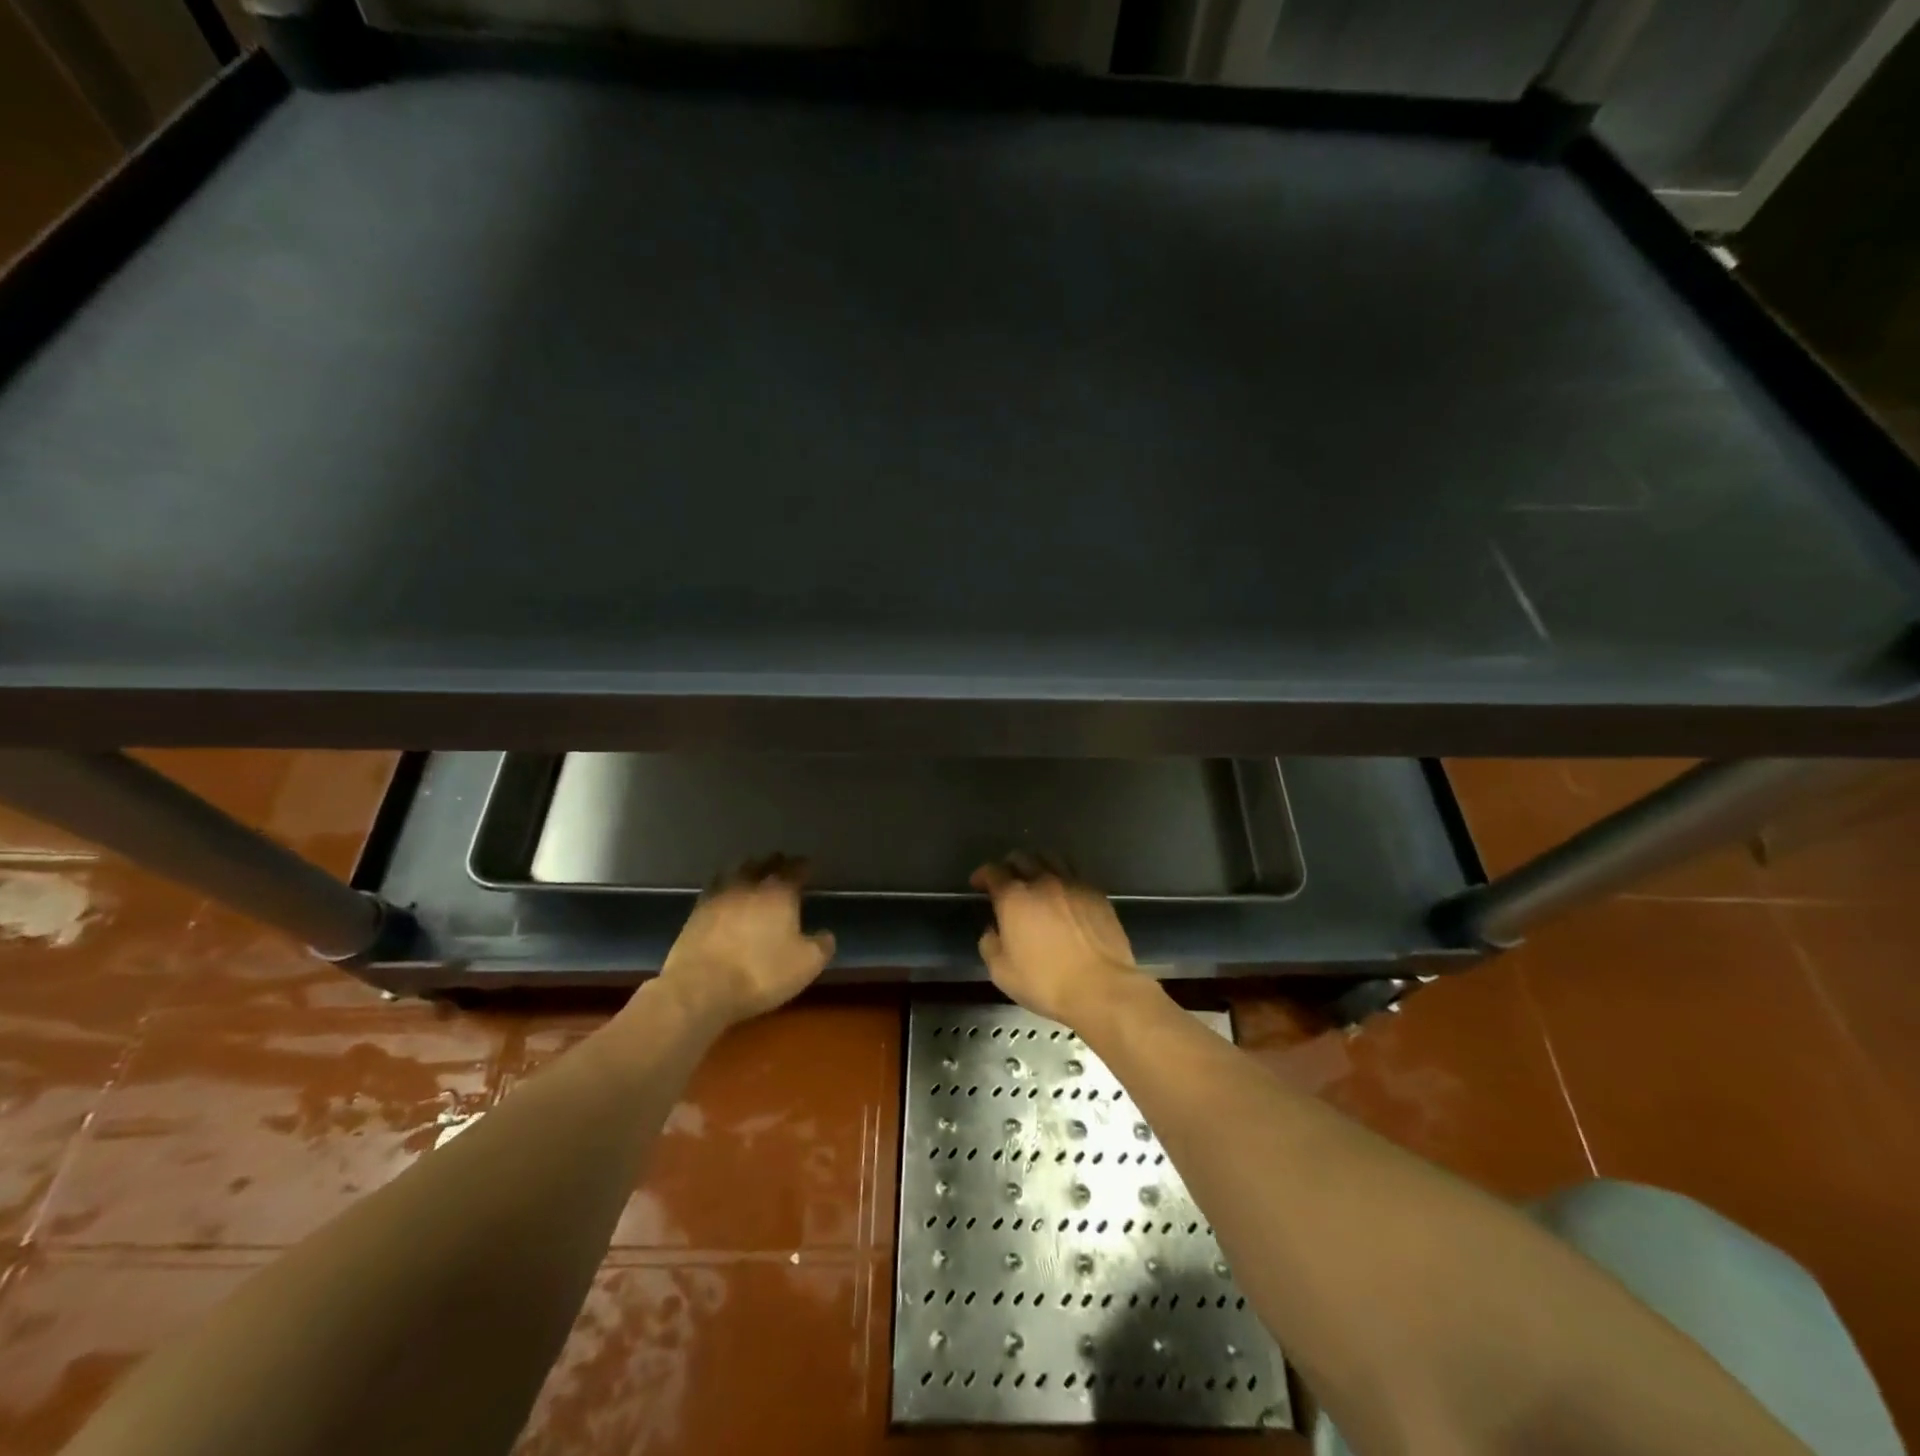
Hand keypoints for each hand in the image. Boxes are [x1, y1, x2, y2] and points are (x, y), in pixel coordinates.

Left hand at [660, 856, 835, 1026]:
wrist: (701, 988)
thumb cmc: (761, 973)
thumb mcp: (806, 965)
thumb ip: (821, 946)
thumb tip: (826, 935)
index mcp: (780, 892)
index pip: (795, 868)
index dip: (803, 866)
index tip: (808, 865)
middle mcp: (749, 885)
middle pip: (764, 864)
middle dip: (775, 862)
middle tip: (782, 864)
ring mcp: (719, 895)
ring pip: (736, 870)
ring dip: (746, 869)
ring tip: (752, 872)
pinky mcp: (696, 912)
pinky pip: (714, 888)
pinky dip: (723, 886)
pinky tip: (724, 893)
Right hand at [972, 854, 1144, 1027]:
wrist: (1101, 987)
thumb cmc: (1045, 981)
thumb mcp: (1002, 972)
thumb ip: (990, 944)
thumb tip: (993, 931)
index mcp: (1015, 898)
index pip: (993, 872)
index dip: (983, 874)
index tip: (979, 884)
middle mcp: (1043, 882)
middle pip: (1022, 858)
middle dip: (1009, 865)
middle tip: (1007, 880)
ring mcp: (1073, 884)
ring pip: (1051, 858)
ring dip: (1038, 864)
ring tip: (1037, 879)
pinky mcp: (1097, 894)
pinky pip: (1075, 874)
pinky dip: (1063, 878)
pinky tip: (1064, 894)